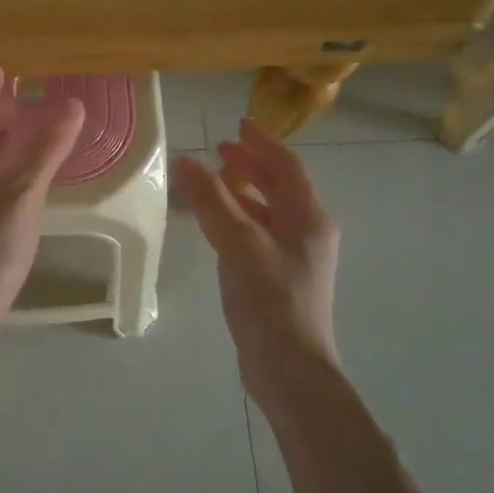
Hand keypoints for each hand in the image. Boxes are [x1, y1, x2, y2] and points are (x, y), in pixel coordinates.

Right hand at [173, 121, 340, 390]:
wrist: (289, 367)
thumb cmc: (270, 299)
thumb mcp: (239, 243)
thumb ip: (211, 200)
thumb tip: (184, 161)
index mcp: (309, 217)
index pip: (287, 167)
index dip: (262, 143)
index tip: (238, 125)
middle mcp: (307, 233)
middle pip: (280, 187)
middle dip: (251, 166)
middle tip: (221, 150)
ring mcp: (295, 258)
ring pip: (268, 212)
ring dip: (243, 193)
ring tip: (214, 181)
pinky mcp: (279, 280)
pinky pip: (258, 236)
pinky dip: (239, 221)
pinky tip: (216, 226)